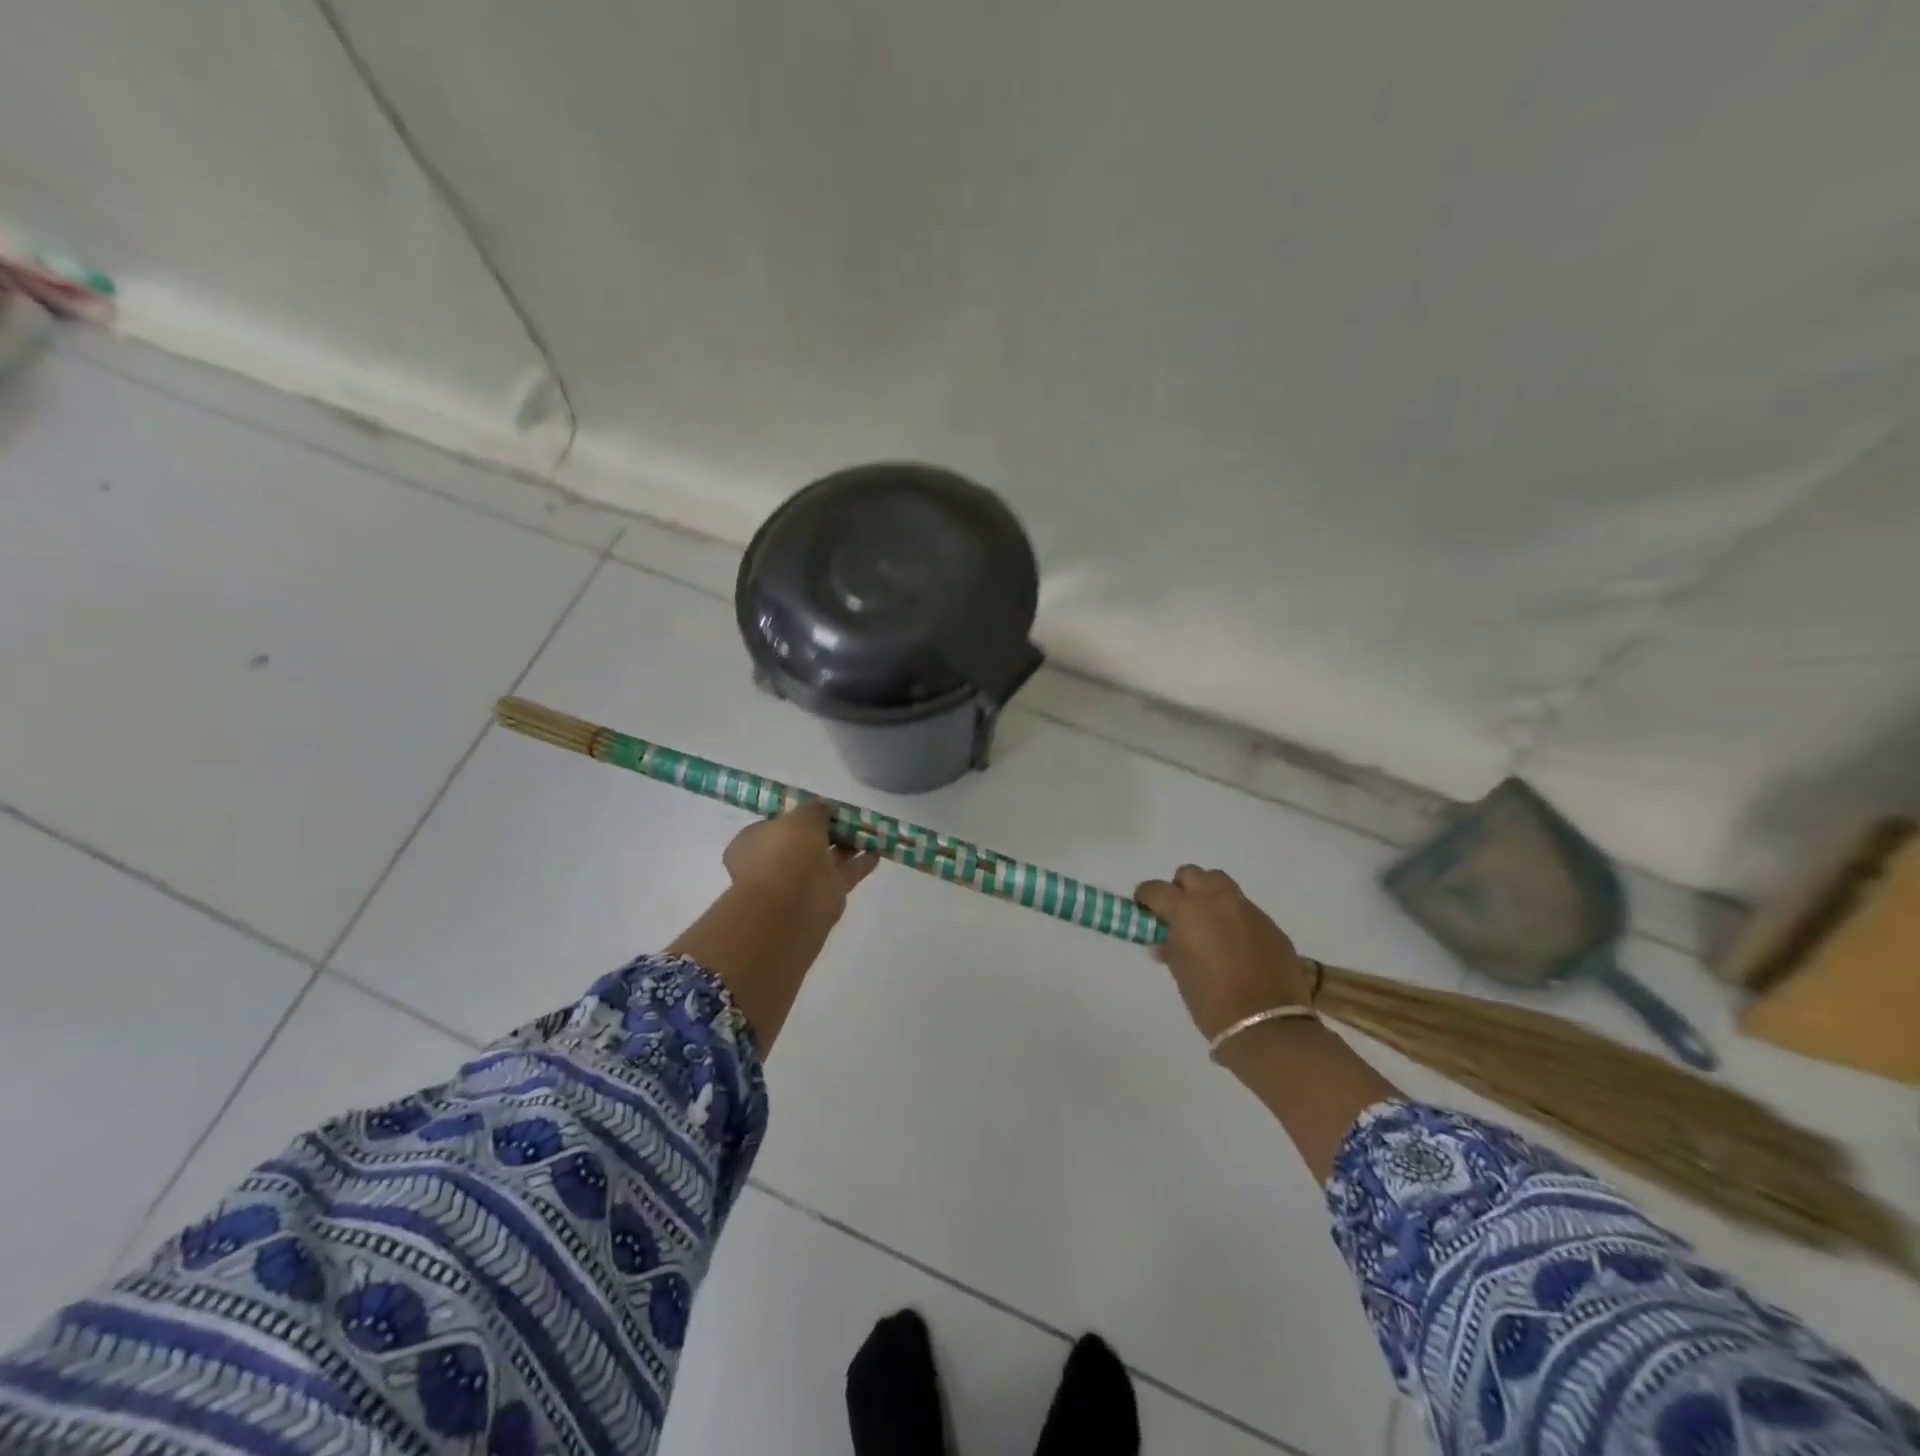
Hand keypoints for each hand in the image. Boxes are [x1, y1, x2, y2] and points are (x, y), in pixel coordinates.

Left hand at [723, 801, 878, 932]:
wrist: (790, 907)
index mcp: (755, 841)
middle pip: (805, 841)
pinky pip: (844, 874)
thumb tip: (822, 807)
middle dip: (828, 831)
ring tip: (871, 831)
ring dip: (848, 845)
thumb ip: (815, 810)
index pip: (778, 823)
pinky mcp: (823, 898)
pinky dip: (860, 864)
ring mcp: (799, 882)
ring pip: (827, 858)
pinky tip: (877, 852)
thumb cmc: (785, 853)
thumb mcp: (801, 817)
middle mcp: (775, 861)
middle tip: (851, 817)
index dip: (800, 815)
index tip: (823, 808)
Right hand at [1134, 866, 1314, 1041]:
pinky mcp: (1270, 925)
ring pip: (1221, 884)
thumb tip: (1166, 940)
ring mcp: (1248, 909)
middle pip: (1192, 874)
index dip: (1146, 897)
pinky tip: (1235, 944)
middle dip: (1180, 889)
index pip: (1156, 889)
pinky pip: (1245, 909)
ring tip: (1207, 924)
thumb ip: (1171, 947)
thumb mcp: (1180, 972)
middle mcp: (1217, 900)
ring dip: (1208, 896)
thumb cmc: (1211, 1001)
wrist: (1267, 1025)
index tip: (1144, 910)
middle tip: (1178, 914)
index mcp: (1187, 909)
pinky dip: (1233, 918)